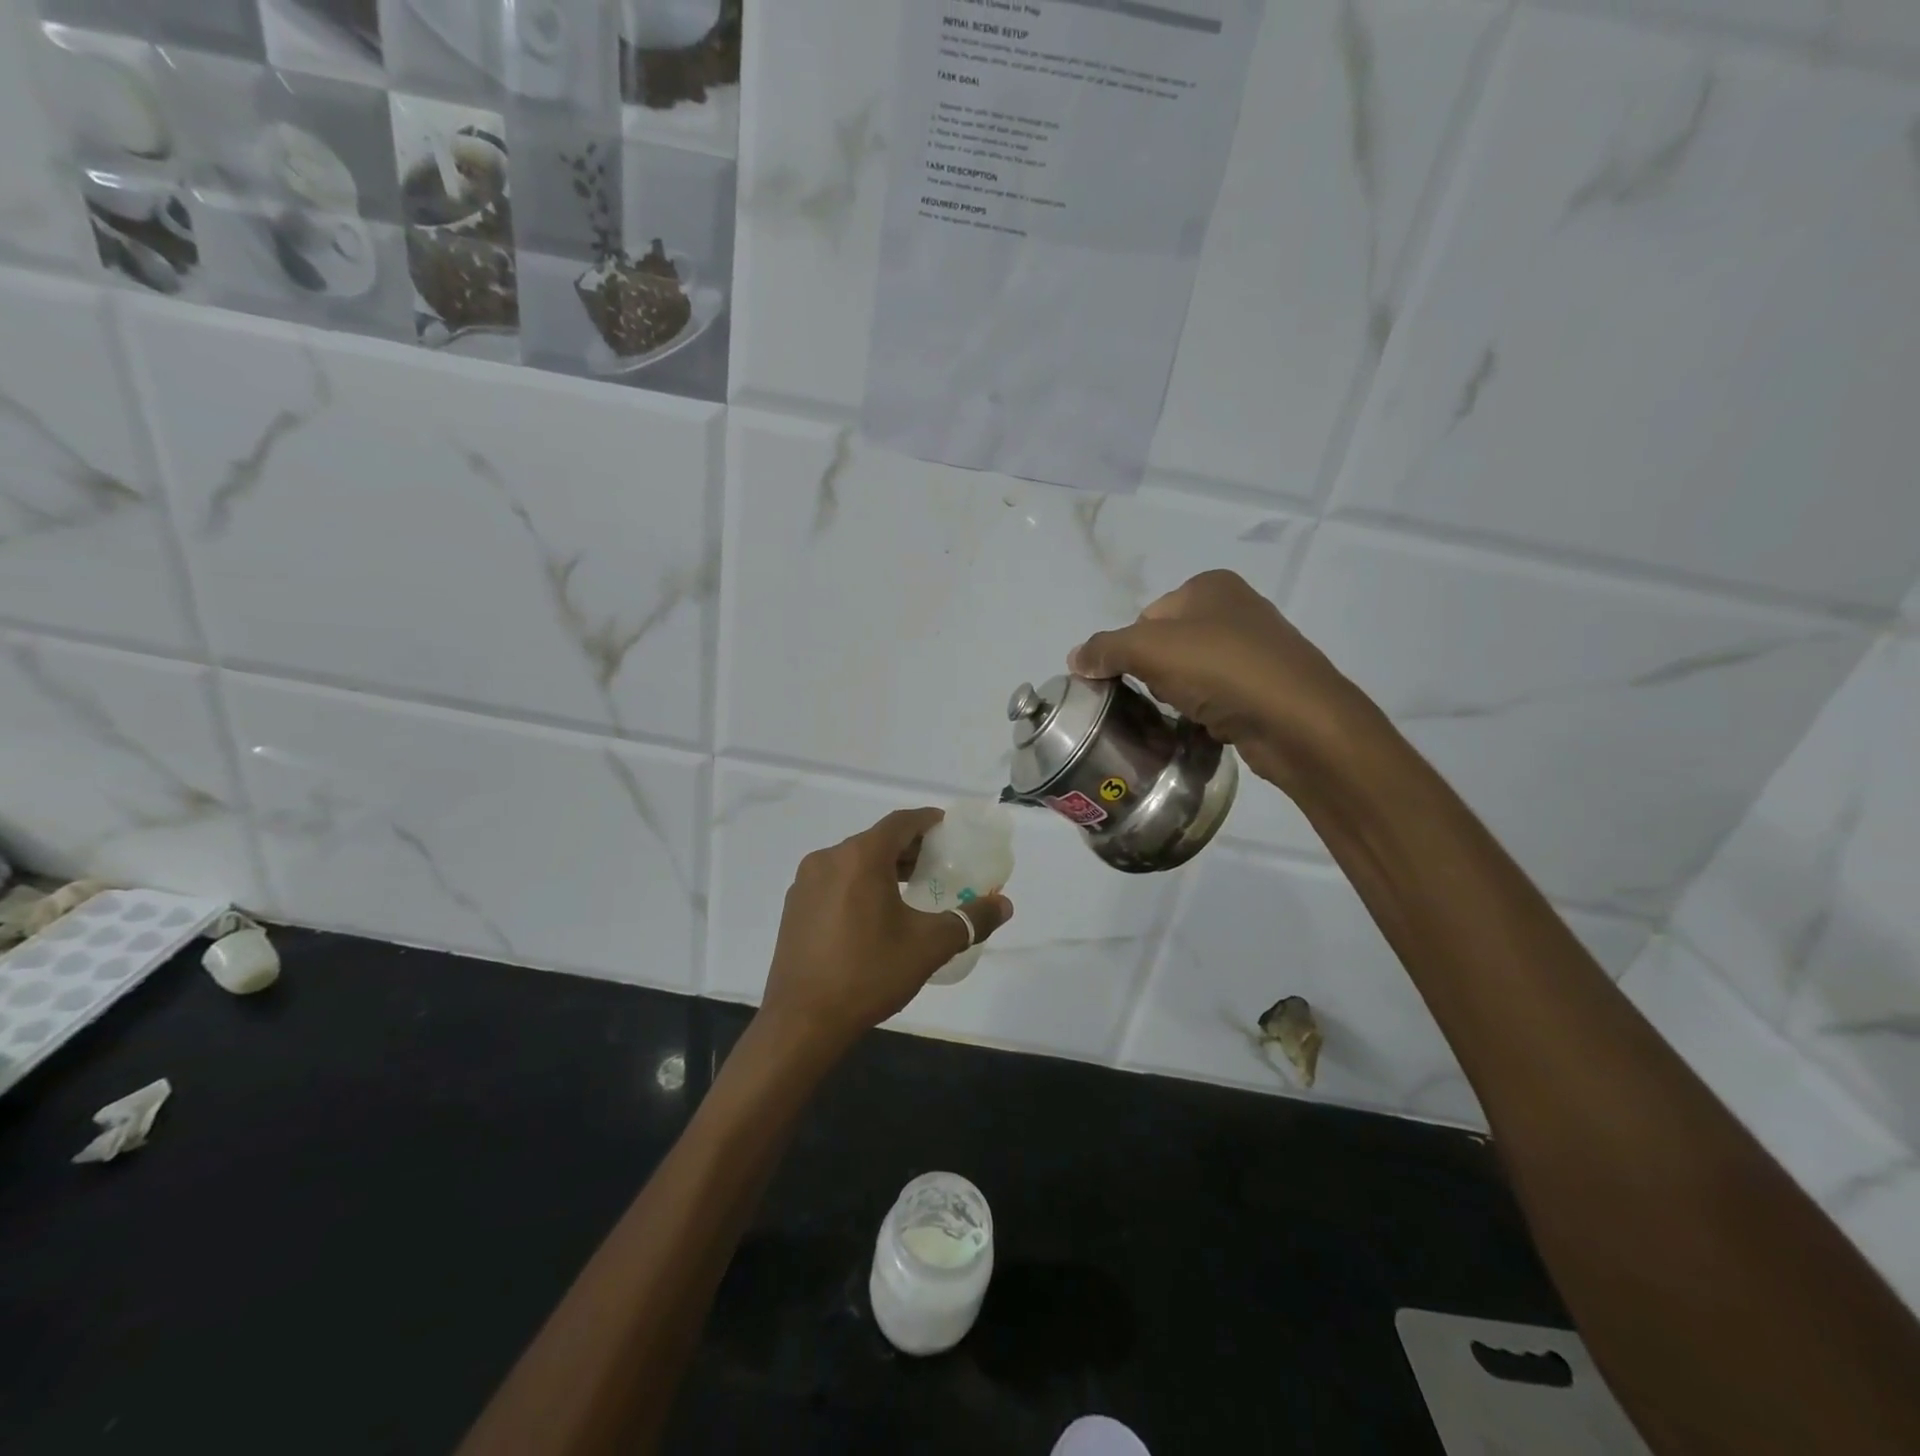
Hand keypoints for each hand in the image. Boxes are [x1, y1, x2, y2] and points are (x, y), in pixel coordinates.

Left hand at [758, 808, 1013, 1055]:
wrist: (803, 1021)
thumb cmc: (869, 973)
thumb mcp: (929, 946)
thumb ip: (970, 920)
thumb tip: (1004, 904)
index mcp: (860, 857)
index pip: (900, 822)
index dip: (928, 821)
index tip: (948, 830)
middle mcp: (828, 858)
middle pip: (876, 839)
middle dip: (909, 847)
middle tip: (938, 863)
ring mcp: (806, 882)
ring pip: (853, 860)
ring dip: (883, 866)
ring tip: (911, 888)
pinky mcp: (795, 906)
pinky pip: (834, 880)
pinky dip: (859, 883)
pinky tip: (874, 913)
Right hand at [1068, 570, 1374, 792]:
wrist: (1298, 721)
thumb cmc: (1222, 669)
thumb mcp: (1150, 649)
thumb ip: (1106, 649)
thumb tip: (1075, 658)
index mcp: (1210, 586)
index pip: (1146, 616)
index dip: (1129, 649)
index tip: (1128, 679)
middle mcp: (1235, 608)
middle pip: (1166, 644)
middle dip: (1153, 673)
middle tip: (1155, 697)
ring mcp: (1255, 649)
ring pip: (1190, 672)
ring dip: (1177, 694)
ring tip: (1180, 714)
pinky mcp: (1265, 687)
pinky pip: (1216, 696)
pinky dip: (1203, 710)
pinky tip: (1203, 725)